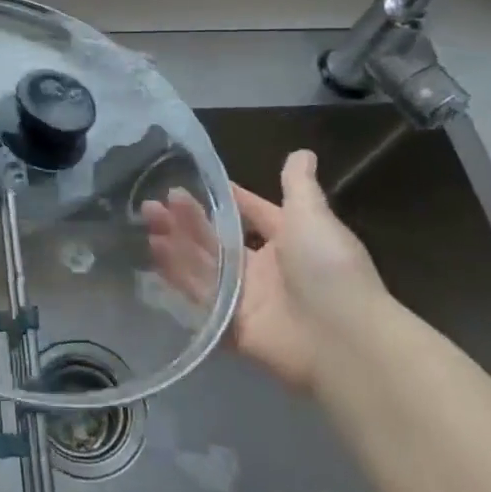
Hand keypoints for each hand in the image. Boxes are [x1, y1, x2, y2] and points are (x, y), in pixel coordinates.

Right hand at [141, 150, 388, 392]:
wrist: (342, 340)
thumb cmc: (328, 268)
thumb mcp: (312, 217)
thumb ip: (298, 186)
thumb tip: (302, 151)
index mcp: (288, 242)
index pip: (250, 214)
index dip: (224, 198)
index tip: (190, 181)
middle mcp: (265, 269)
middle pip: (218, 240)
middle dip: (187, 220)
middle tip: (153, 202)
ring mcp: (247, 299)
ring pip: (203, 266)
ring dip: (176, 243)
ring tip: (147, 221)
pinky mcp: (231, 326)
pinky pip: (200, 299)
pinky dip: (177, 276)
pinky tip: (154, 254)